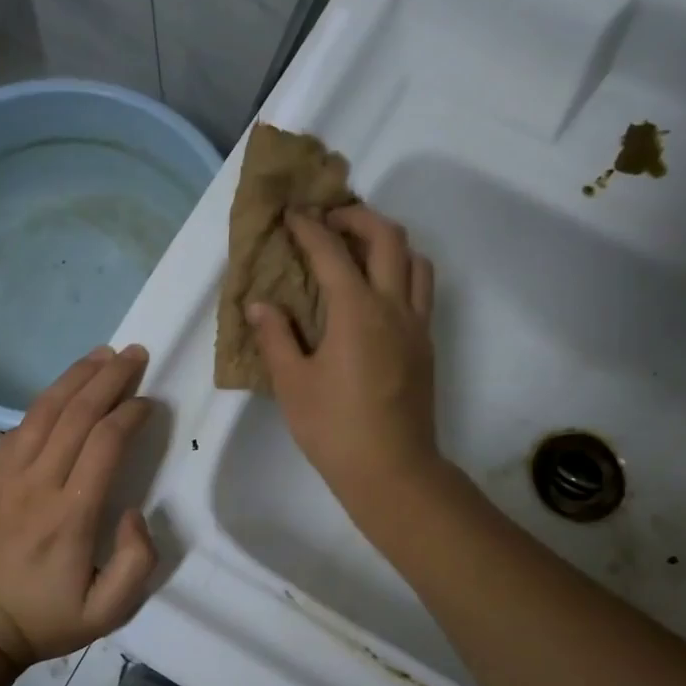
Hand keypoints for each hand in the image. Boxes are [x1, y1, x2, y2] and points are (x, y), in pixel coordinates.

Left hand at [0, 345, 158, 671]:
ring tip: (102, 355)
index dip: (130, 414)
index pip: (105, 443)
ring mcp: (4, 477)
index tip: (149, 403)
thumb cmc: (43, 621)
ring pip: (43, 411)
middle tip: (134, 353)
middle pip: (76, 414)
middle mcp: (36, 485)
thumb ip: (137, 562)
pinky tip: (62, 391)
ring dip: (75, 378)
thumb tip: (134, 512)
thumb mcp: (107, 614)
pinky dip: (44, 403)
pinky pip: (17, 428)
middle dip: (109, 378)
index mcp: (70, 516)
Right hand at [248, 205, 440, 509]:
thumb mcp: (292, 385)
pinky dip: (400, 273)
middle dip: (357, 218)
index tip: (292, 215)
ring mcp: (416, 326)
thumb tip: (260, 305)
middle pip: (388, 238)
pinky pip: (421, 290)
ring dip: (388, 243)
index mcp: (356, 311)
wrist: (392, 471)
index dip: (310, 227)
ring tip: (357, 252)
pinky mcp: (425, 346)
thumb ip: (275, 338)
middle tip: (328, 222)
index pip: (332, 252)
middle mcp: (393, 307)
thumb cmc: (334, 429)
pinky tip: (374, 295)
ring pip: (415, 261)